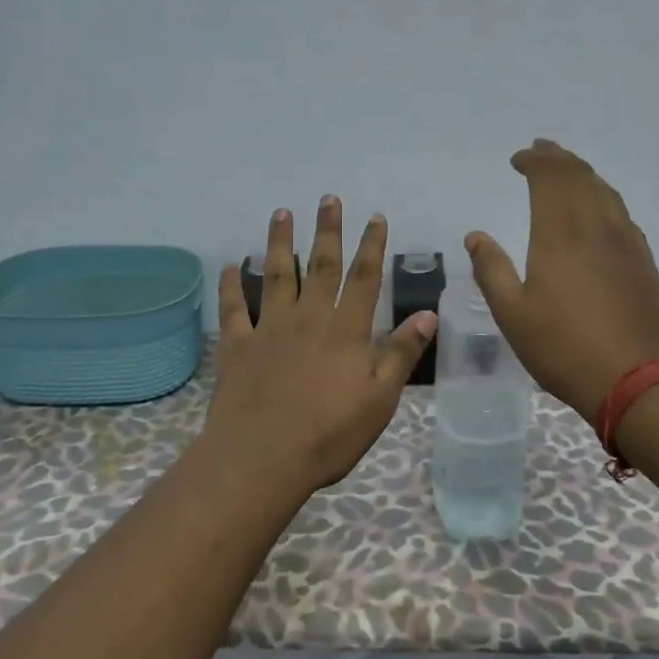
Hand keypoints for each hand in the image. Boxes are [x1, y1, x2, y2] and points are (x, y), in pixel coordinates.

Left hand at [203, 197, 435, 492]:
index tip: (375, 217)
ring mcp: (270, 329)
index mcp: (346, 330)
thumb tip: (428, 314)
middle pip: (320, 265)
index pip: (364, 278)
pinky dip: (231, 285)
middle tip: (328, 198)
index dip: (371, 245)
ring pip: (275, 275)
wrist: (262, 459)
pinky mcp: (238, 346)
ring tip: (281, 213)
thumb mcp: (380, 399)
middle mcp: (309, 318)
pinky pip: (234, 308)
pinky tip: (230, 265)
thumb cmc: (329, 434)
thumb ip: (401, 354)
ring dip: (279, 242)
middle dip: (327, 230)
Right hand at [466, 139, 658, 422]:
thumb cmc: (564, 349)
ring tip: (567, 170)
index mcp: (560, 235)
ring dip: (583, 174)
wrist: (638, 381)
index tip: (518, 159)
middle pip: (580, 176)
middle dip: (558, 158)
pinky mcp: (643, 261)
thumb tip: (475, 236)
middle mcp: (597, 227)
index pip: (550, 178)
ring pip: (605, 191)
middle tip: (542, 150)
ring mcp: (626, 242)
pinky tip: (598, 210)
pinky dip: (603, 197)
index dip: (534, 161)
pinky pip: (621, 212)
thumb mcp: (513, 315)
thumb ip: (492, 271)